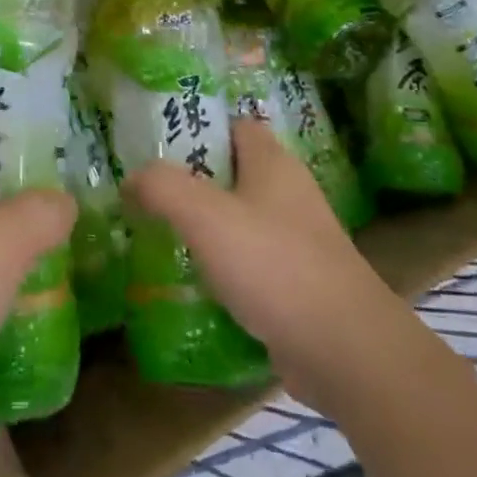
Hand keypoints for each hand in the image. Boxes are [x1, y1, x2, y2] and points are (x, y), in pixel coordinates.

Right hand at [128, 118, 392, 382]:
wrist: (345, 350)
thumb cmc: (275, 266)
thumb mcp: (206, 216)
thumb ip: (162, 188)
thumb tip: (131, 179)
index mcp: (273, 163)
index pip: (233, 125)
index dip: (196, 126)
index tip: (153, 142)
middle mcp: (287, 194)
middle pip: (230, 172)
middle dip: (187, 179)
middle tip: (141, 190)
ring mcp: (295, 240)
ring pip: (236, 219)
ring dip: (200, 225)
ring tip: (152, 232)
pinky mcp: (294, 282)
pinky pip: (246, 261)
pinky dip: (218, 264)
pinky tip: (187, 278)